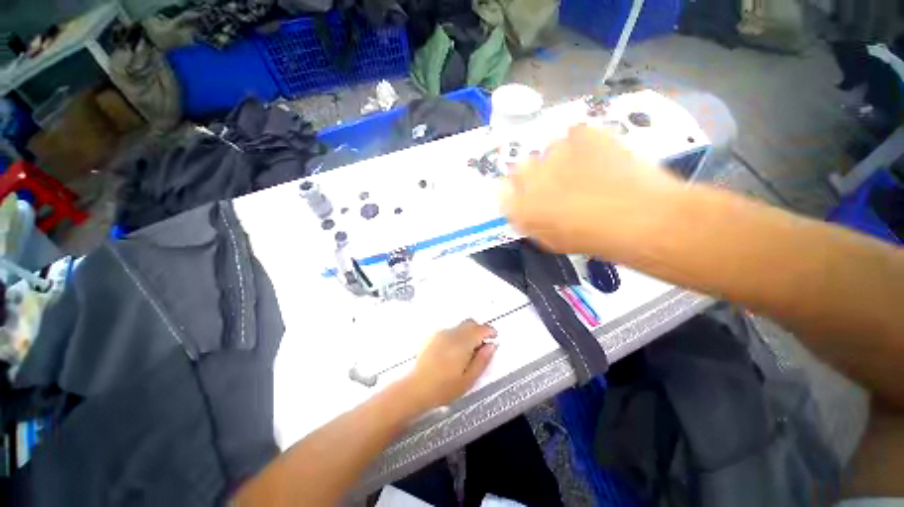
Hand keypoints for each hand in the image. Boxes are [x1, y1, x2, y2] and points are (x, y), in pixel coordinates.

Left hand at [403, 320, 496, 410]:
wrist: (417, 388)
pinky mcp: (432, 336)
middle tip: (482, 345)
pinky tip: (453, 351)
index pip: (480, 329)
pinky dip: (456, 336)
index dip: (490, 331)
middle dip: (479, 330)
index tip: (494, 337)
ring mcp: (441, 333)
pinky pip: (449, 331)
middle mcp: (452, 333)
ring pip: (459, 327)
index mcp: (463, 343)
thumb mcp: (469, 379)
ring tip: (467, 351)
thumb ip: (482, 360)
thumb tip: (491, 346)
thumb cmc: (445, 387)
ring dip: (467, 333)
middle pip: (470, 323)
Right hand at [501, 124, 681, 255]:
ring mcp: (555, 153)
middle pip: (520, 166)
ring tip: (586, 171)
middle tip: (557, 182)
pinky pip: (575, 133)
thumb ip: (530, 221)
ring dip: (561, 158)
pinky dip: (584, 143)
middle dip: (534, 173)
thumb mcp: (552, 240)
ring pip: (549, 149)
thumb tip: (524, 208)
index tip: (527, 194)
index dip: (515, 191)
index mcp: (521, 207)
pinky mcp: (582, 135)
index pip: (503, 191)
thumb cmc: (593, 239)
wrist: (641, 219)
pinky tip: (600, 157)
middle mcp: (530, 178)